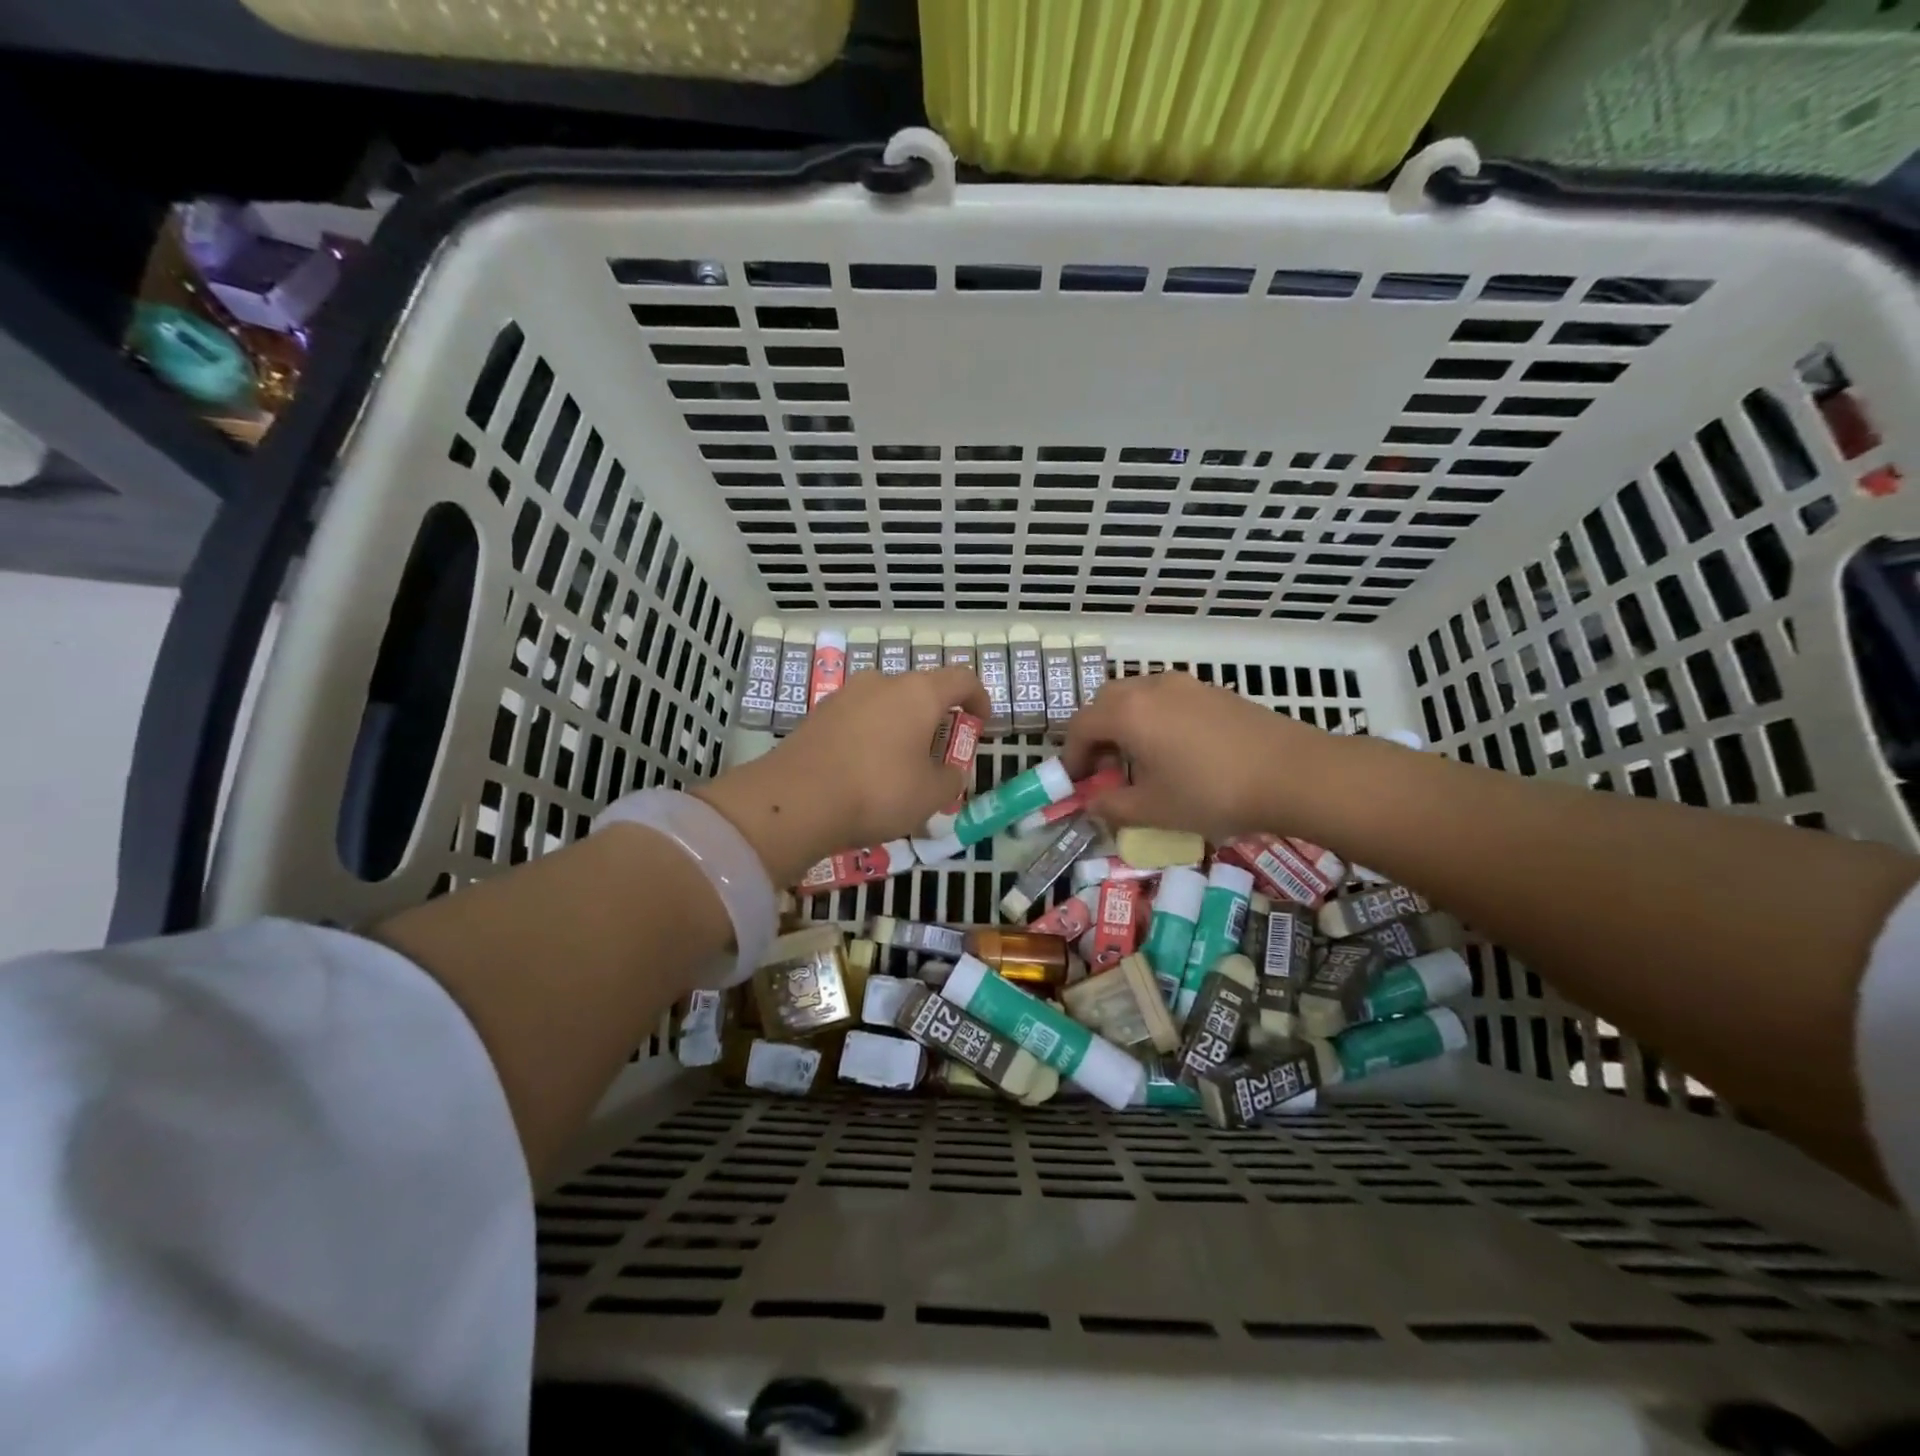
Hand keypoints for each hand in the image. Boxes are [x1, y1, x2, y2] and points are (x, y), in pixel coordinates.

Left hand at [696, 667, 988, 883]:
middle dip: (935, 720)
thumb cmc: (878, 791)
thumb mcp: (931, 795)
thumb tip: (949, 772)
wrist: (795, 800)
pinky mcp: (817, 715)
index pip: (962, 679)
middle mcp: (882, 682)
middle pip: (920, 692)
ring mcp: (844, 696)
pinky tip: (864, 773)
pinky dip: (870, 739)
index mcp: (918, 693)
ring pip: (886, 706)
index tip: (981, 723)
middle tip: (937, 756)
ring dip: (900, 730)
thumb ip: (951, 779)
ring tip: (899, 768)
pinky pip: (857, 721)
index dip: (979, 698)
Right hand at [1063, 671, 1331, 842]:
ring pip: (1137, 696)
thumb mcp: (1153, 810)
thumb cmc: (1211, 793)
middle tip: (1105, 769)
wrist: (1293, 773)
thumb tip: (1092, 803)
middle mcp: (1150, 687)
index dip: (1071, 756)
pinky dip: (1154, 718)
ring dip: (1125, 723)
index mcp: (1127, 713)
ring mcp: (1185, 684)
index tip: (1077, 782)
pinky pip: (1166, 698)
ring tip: (1140, 760)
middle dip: (1096, 734)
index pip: (1081, 726)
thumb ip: (1112, 807)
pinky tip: (1176, 750)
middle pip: (1106, 702)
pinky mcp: (1213, 690)